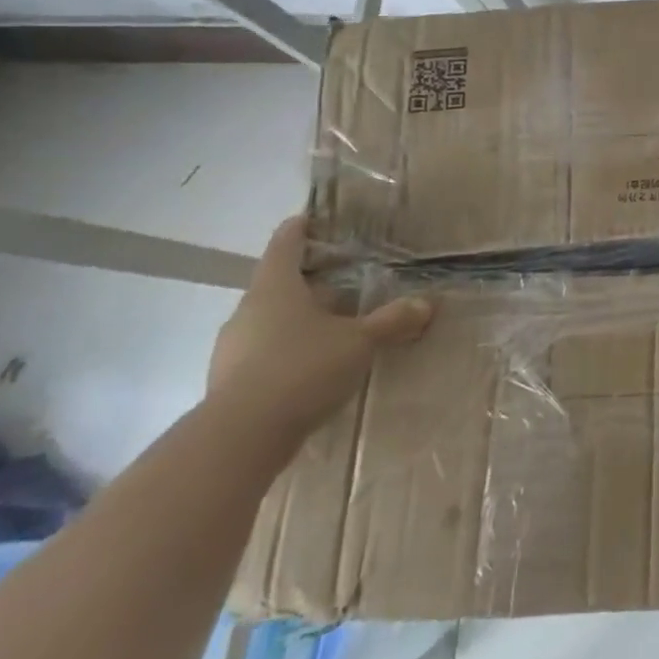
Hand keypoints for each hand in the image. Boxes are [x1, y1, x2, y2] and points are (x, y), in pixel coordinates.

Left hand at [207, 215, 432, 440]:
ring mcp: (234, 348)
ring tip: (335, 326)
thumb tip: (427, 303)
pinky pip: (265, 353)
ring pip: (271, 321)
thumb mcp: (359, 342)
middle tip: (344, 280)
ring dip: (300, 320)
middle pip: (278, 284)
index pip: (286, 244)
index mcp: (275, 288)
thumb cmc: (302, 369)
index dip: (300, 229)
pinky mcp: (231, 382)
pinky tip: (314, 367)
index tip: (312, 219)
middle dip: (310, 282)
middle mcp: (248, 311)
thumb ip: (392, 321)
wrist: (240, 439)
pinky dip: (289, 351)